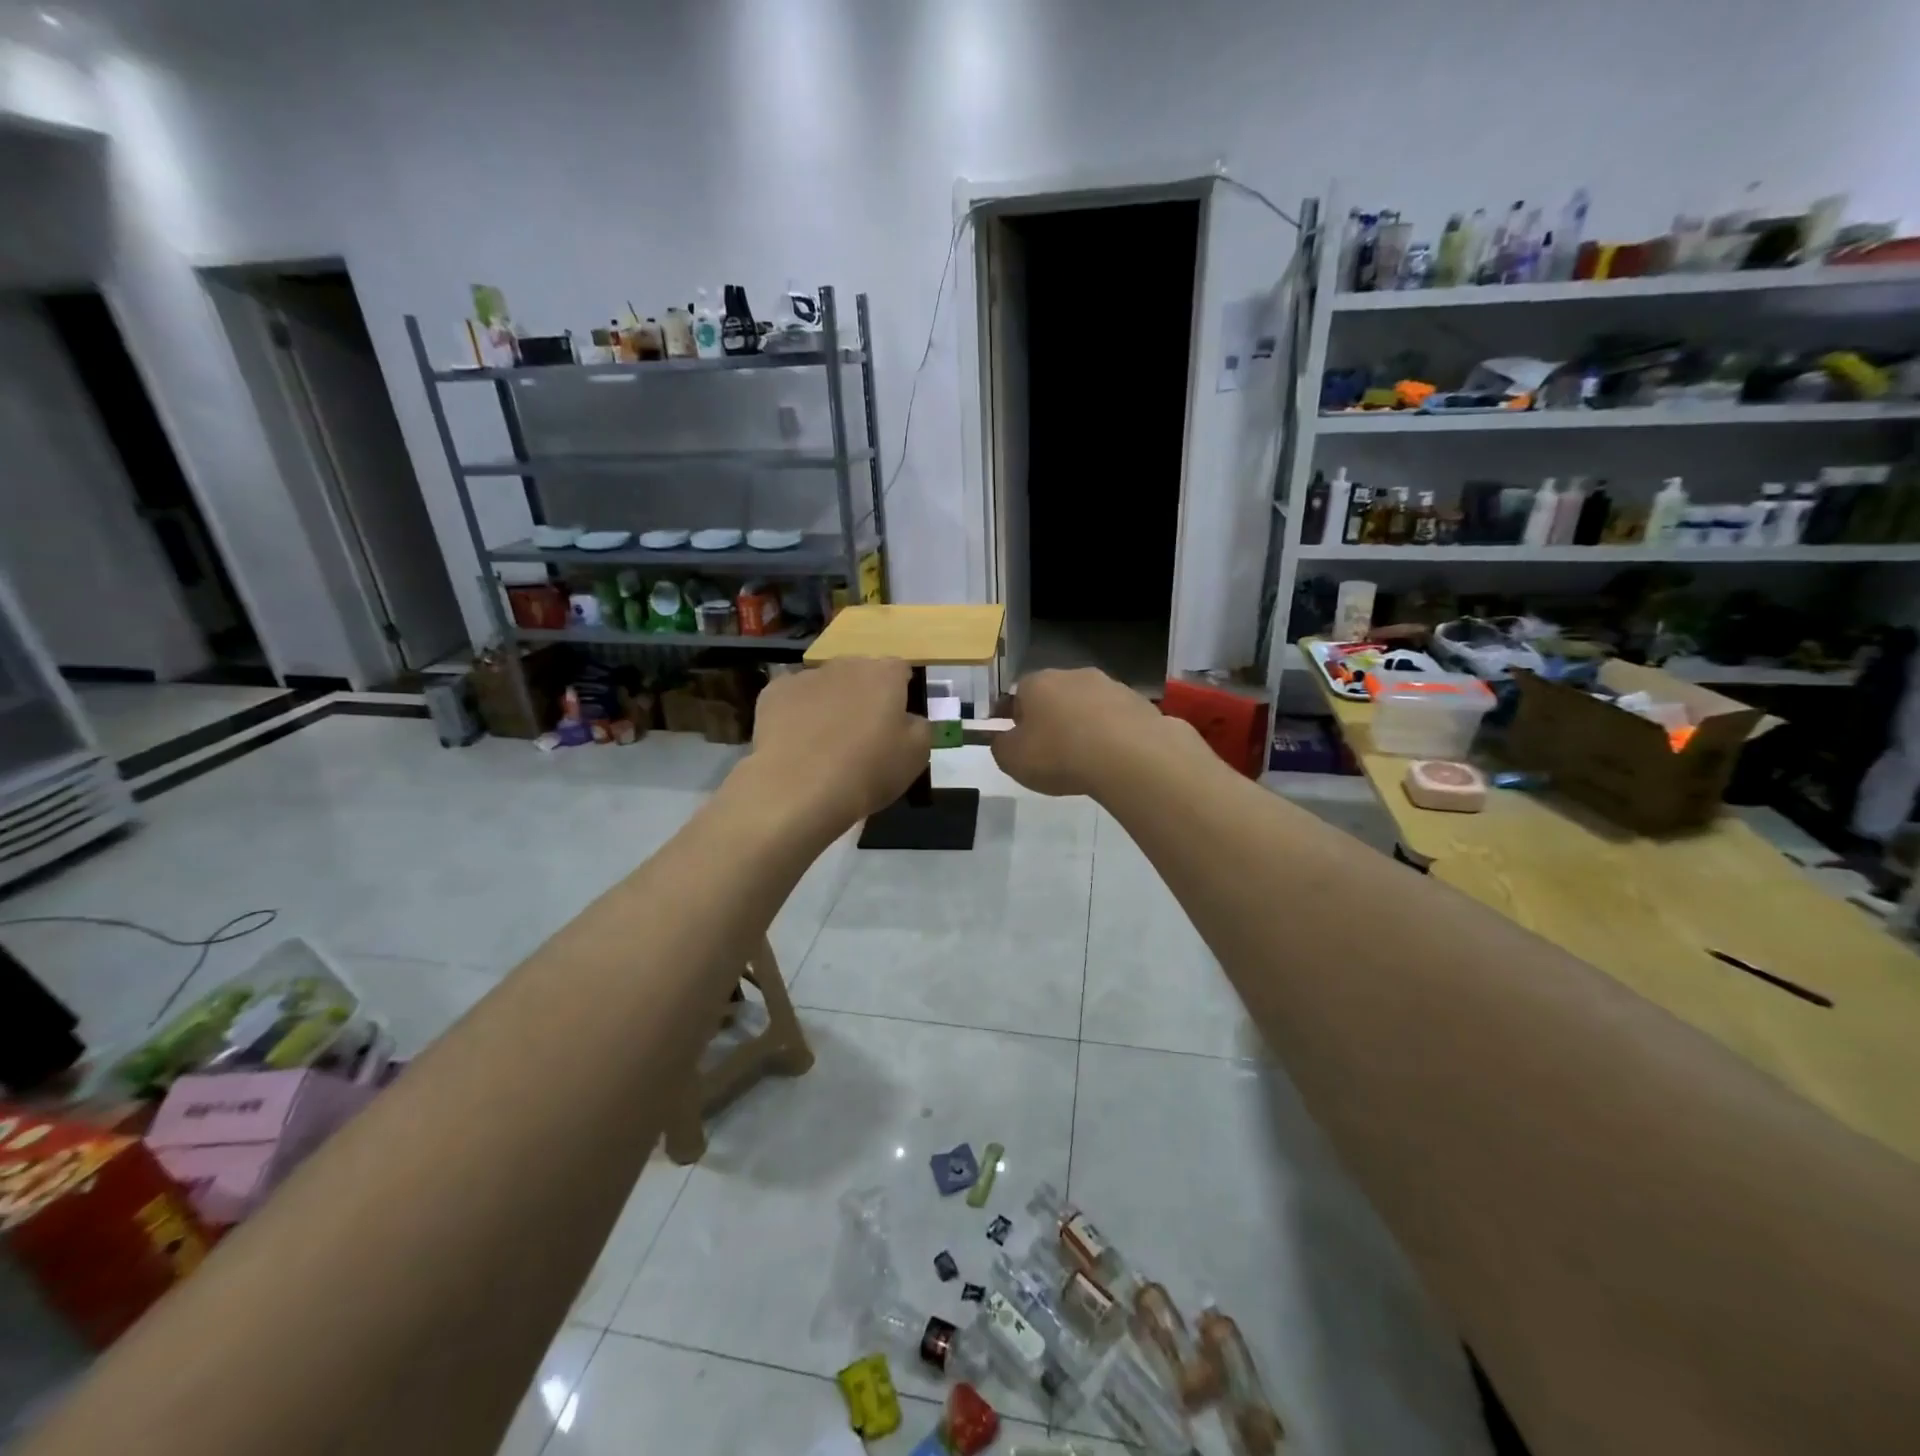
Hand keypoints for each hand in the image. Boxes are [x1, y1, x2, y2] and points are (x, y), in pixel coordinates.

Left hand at [747, 658, 930, 831]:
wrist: (799, 788)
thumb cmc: (868, 770)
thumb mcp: (916, 756)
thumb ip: (919, 727)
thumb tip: (908, 718)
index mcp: (884, 674)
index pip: (900, 670)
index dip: (901, 693)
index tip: (896, 721)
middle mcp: (845, 665)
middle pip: (860, 673)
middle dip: (863, 695)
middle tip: (862, 733)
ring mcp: (806, 676)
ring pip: (825, 684)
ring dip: (830, 702)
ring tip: (825, 742)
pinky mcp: (773, 693)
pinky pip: (792, 698)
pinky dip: (797, 713)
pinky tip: (796, 742)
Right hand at [992, 667, 1196, 797]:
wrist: (1129, 756)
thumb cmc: (1059, 755)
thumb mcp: (1012, 760)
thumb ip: (1001, 746)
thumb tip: (1004, 740)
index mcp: (1037, 683)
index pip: (1017, 694)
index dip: (1013, 717)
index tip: (1015, 740)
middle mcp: (1073, 675)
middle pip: (1055, 695)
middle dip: (1051, 718)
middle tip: (1050, 750)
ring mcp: (1111, 686)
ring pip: (1088, 705)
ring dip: (1083, 724)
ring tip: (1085, 757)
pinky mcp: (1140, 703)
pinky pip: (1117, 719)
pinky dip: (1112, 734)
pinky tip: (1113, 758)